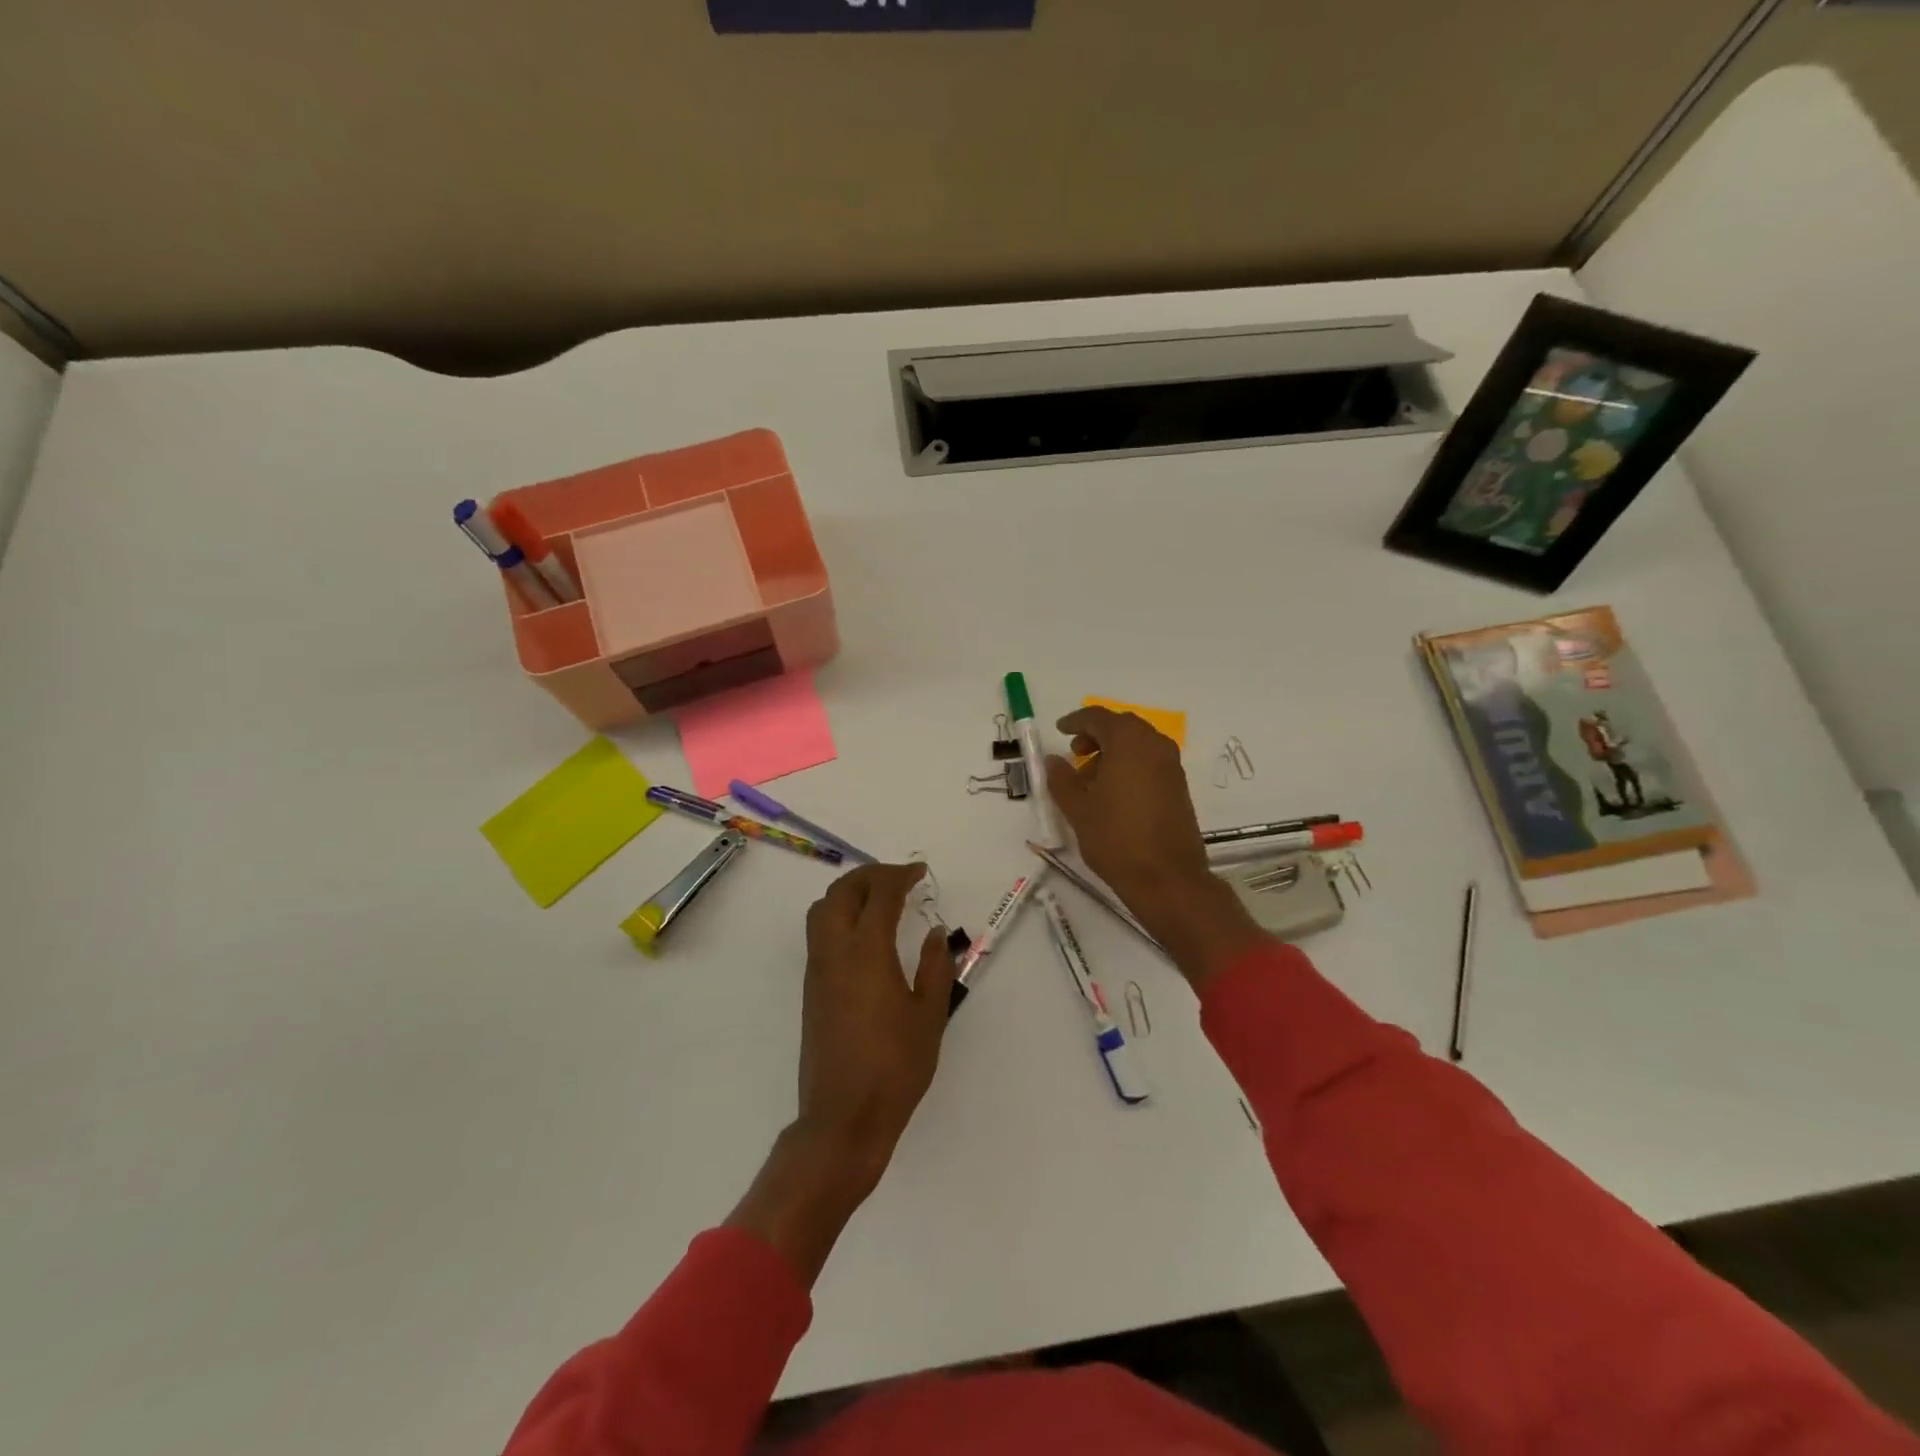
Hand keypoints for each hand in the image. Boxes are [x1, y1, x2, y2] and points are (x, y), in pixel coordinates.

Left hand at [728, 863, 955, 1286]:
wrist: (842, 1117)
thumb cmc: (895, 1067)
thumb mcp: (930, 1016)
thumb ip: (936, 967)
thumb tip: (936, 933)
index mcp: (867, 952)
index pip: (879, 894)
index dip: (899, 876)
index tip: (919, 872)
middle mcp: (835, 951)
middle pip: (842, 892)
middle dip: (870, 875)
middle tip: (899, 878)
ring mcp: (817, 970)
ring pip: (823, 910)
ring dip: (849, 893)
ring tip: (879, 899)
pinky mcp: (811, 989)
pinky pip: (819, 933)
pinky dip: (840, 915)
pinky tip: (865, 934)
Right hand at [1045, 706, 1259, 989]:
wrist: (1167, 878)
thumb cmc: (1116, 838)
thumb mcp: (1078, 809)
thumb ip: (1062, 779)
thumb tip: (1054, 760)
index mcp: (1129, 742)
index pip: (1099, 717)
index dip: (1076, 721)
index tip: (1060, 730)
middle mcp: (1155, 746)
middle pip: (1122, 727)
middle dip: (1096, 735)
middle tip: (1075, 753)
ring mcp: (1172, 766)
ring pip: (1138, 745)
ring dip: (1113, 752)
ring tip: (1090, 779)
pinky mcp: (1179, 787)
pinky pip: (1150, 762)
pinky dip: (1129, 766)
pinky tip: (1113, 794)